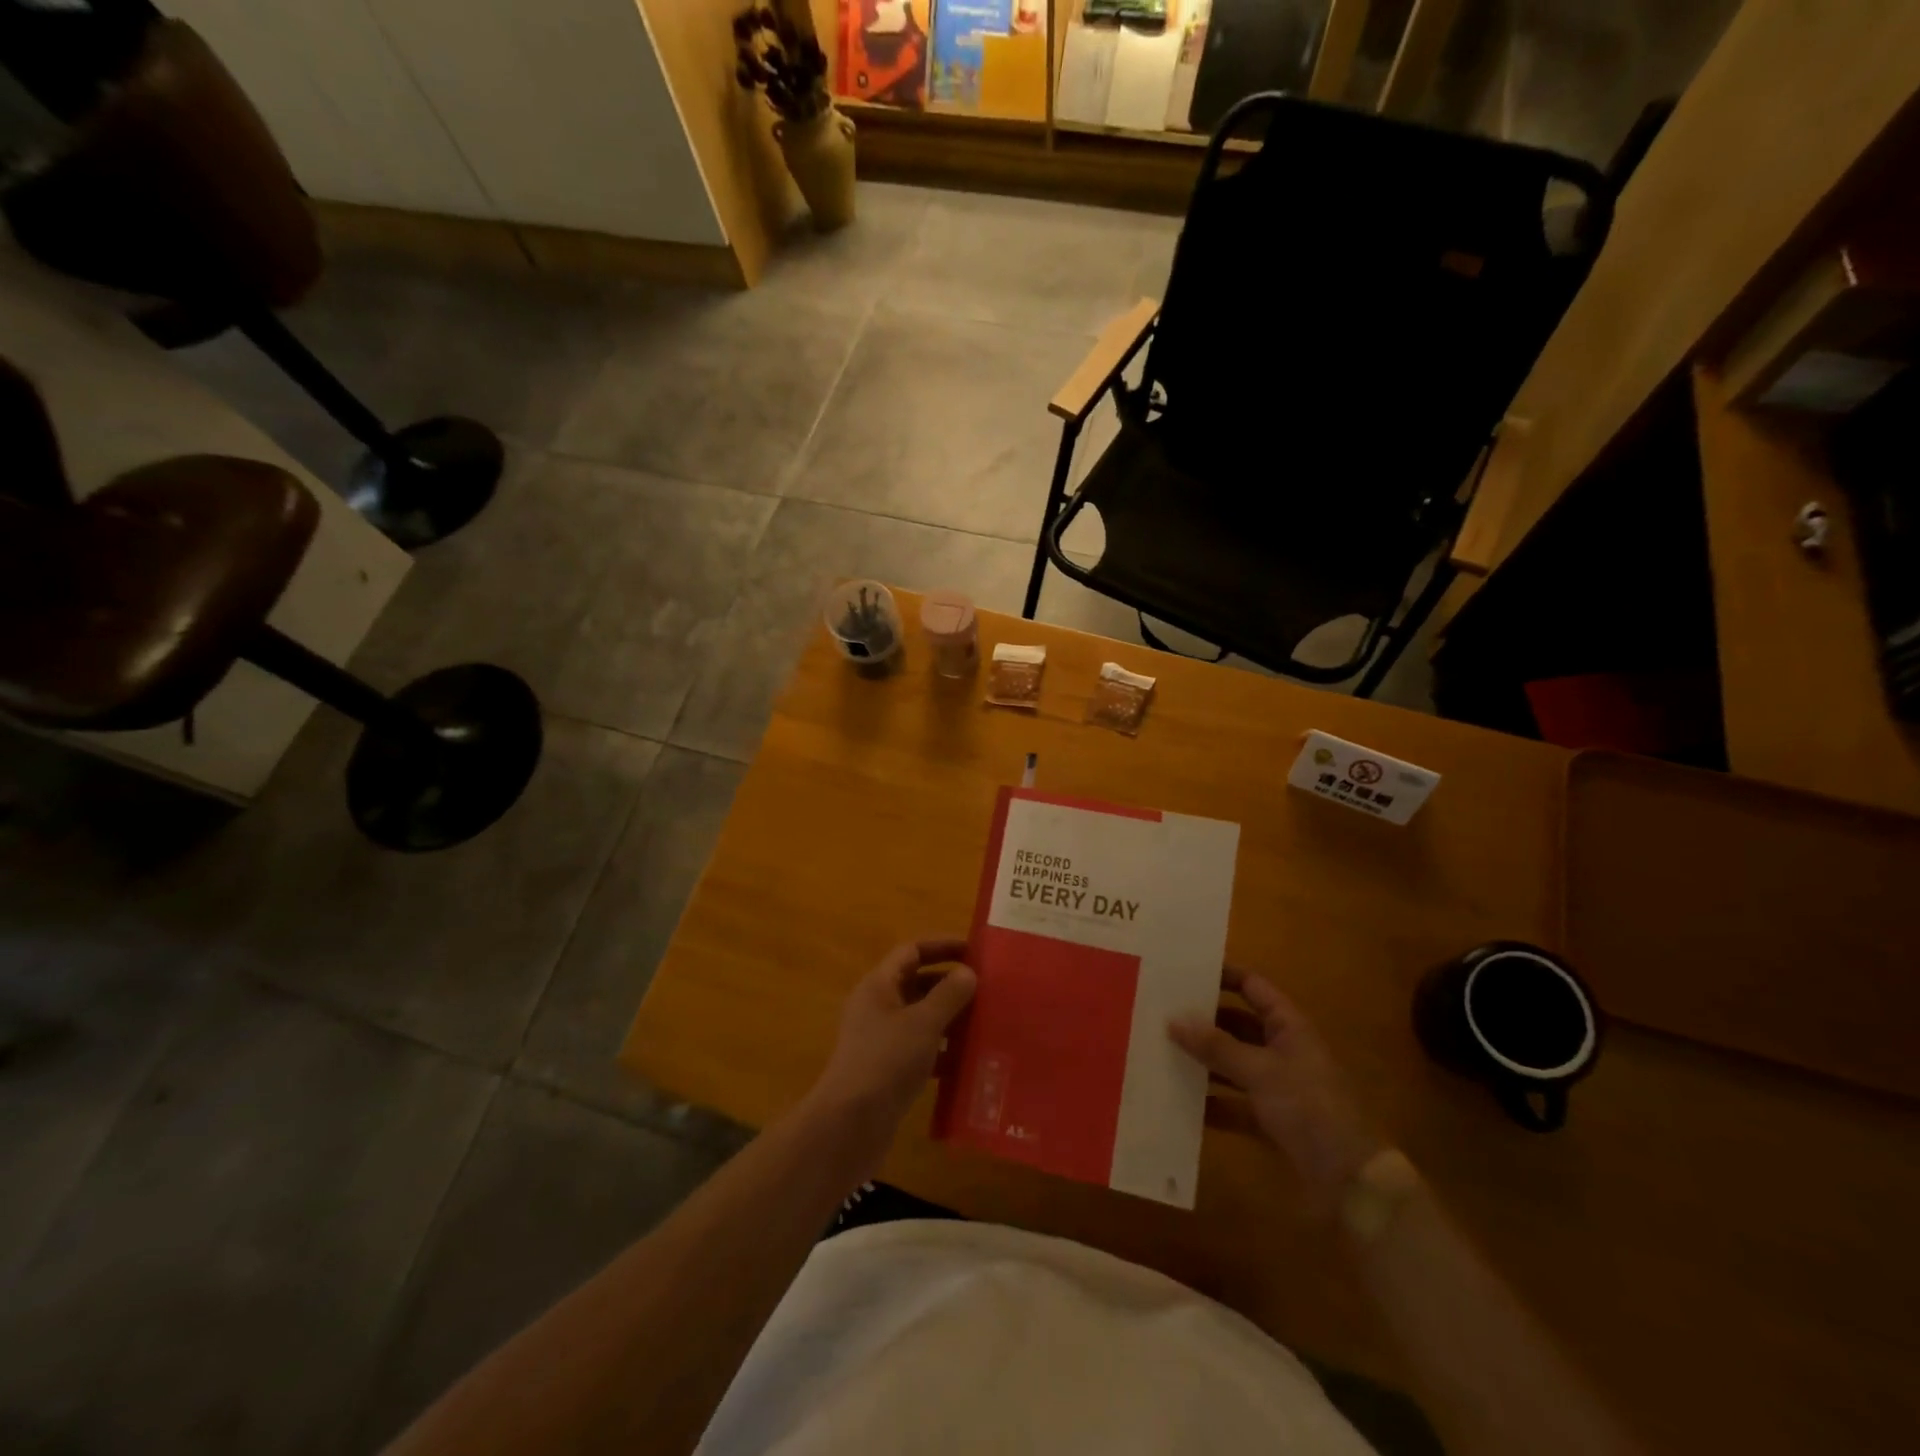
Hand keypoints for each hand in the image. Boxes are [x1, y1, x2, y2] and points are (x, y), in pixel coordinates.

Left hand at [807, 937, 976, 1158]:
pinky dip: (943, 1051)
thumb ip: (948, 994)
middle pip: (918, 984)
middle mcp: (877, 1007)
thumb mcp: (923, 1023)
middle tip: (988, 990)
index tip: (975, 952)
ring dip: (951, 1019)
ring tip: (986, 1023)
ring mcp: (881, 1040)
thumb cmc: (886, 1061)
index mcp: (879, 985)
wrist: (850, 1125)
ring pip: (921, 1019)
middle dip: (951, 985)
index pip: (912, 951)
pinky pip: (921, 1050)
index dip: (942, 946)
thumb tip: (967, 972)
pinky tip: (969, 1062)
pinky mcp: (888, 1071)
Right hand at [1170, 966, 1386, 1203]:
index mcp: (1289, 1027)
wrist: (1352, 1183)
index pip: (1252, 986)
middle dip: (1203, 1021)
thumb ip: (1216, 1046)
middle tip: (1160, 1013)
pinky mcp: (1270, 1121)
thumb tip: (1173, 1020)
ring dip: (1203, 1062)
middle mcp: (1283, 1050)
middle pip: (1237, 1025)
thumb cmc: (1310, 1109)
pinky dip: (1211, 1103)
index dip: (1222, 976)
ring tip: (1160, 1052)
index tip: (1183, 972)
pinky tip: (1179, 1102)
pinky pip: (1233, 1103)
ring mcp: (1277, 1087)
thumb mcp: (1260, 1072)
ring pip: (1232, 1064)